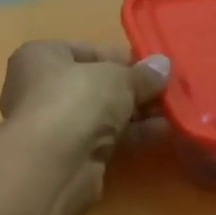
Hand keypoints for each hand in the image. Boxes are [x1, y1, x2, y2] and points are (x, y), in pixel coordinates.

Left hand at [0, 41, 169, 214]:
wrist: (55, 163)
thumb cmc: (77, 99)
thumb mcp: (117, 77)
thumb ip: (141, 74)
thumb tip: (163, 66)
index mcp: (40, 57)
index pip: (86, 51)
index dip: (122, 58)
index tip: (154, 67)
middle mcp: (41, 89)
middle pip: (96, 86)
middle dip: (133, 89)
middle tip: (169, 90)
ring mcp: (55, 126)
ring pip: (103, 115)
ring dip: (138, 114)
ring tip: (175, 110)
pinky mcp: (70, 157)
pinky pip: (107, 140)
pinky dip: (133, 136)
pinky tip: (165, 132)